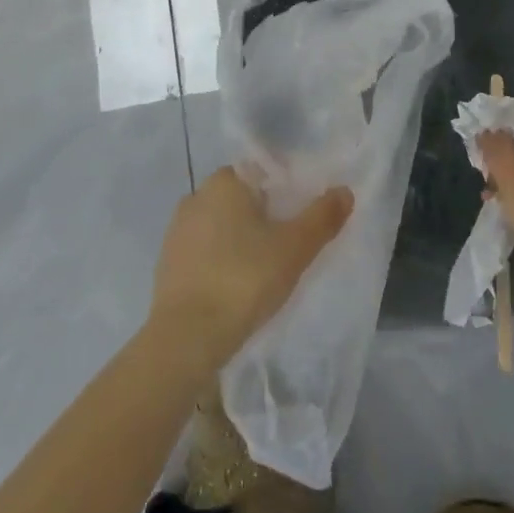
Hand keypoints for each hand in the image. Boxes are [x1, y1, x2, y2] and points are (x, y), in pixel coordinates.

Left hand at [150, 167, 352, 370]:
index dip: (285, 193)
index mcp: (224, 181)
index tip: (300, 220)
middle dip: (264, 218)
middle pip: (242, 199)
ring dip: (241, 241)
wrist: (185, 339)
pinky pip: (204, 253)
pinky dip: (221, 263)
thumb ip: (322, 217)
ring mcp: (177, 231)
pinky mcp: (167, 264)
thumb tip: (345, 191)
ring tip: (264, 272)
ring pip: (222, 227)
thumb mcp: (294, 249)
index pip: (262, 173)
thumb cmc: (244, 279)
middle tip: (288, 248)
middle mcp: (196, 196)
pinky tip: (236, 288)